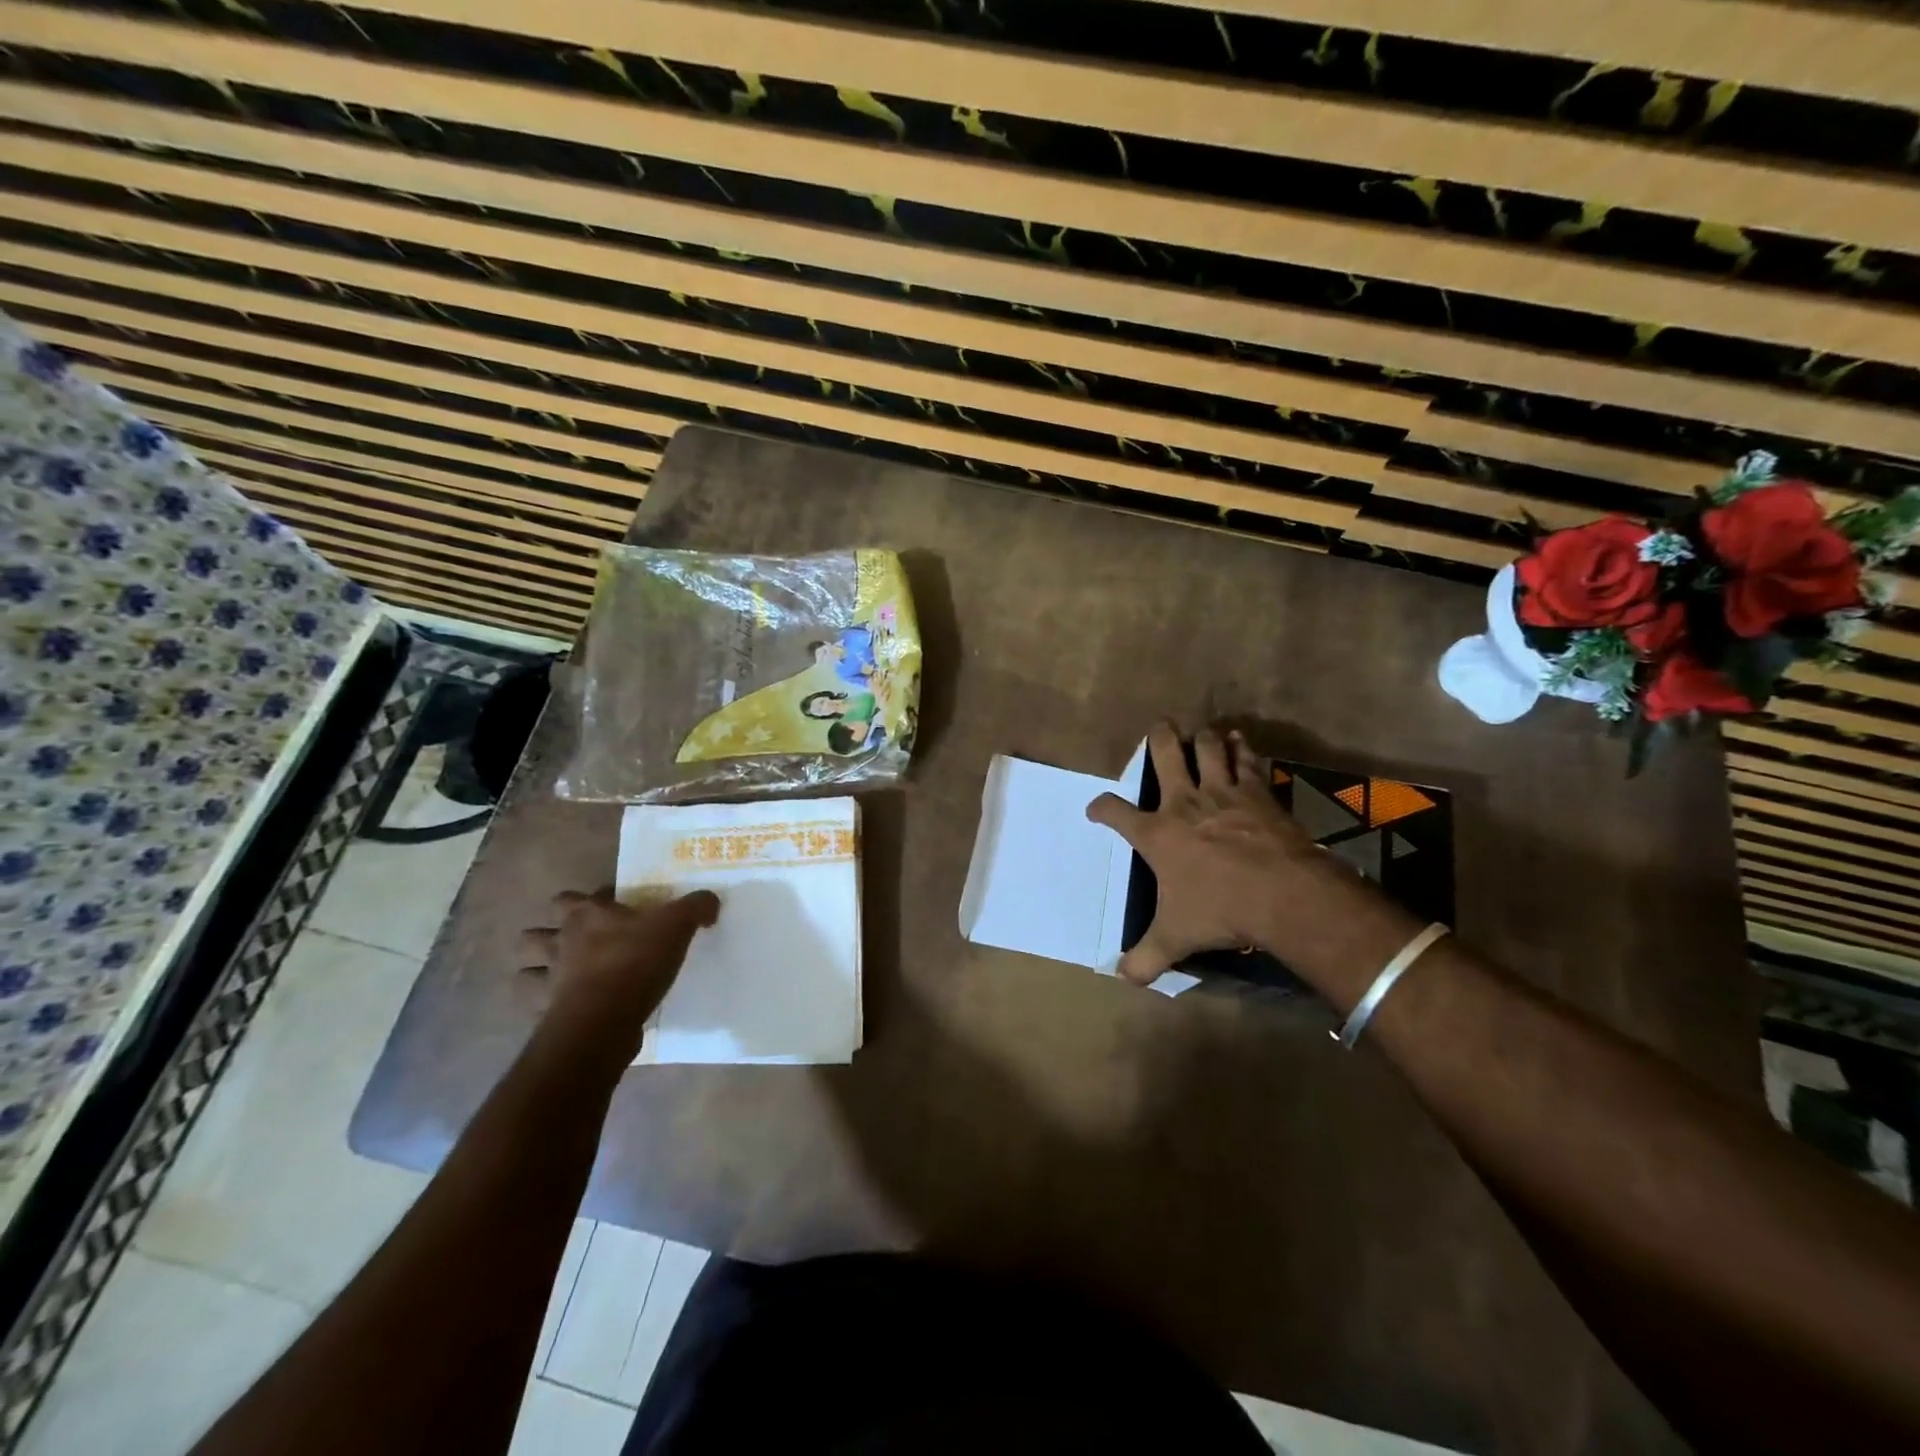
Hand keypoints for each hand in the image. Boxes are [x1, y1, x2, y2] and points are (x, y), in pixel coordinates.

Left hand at [520, 888, 719, 1040]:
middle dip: (548, 935)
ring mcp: (548, 979)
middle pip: (535, 933)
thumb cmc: (636, 961)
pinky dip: (543, 1004)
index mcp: (586, 914)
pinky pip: (533, 1006)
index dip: (590, 902)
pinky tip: (564, 1006)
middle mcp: (560, 941)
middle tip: (579, 942)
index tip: (614, 909)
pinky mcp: (545, 1013)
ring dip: (538, 969)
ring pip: (524, 968)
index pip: (571, 897)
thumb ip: (696, 906)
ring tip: (563, 974)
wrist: (605, 1019)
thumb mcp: (677, 925)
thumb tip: (709, 901)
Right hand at [1086, 723, 1324, 984]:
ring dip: (1202, 738)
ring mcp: (1223, 792)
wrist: (1282, 893)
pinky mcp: (1257, 793)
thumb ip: (1145, 957)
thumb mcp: (1176, 937)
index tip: (1096, 809)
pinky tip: (1240, 740)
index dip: (1101, 808)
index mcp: (1157, 834)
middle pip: (1165, 754)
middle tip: (1159, 728)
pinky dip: (1241, 748)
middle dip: (1158, 738)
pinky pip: (1246, 760)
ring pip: (1207, 748)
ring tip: (1200, 731)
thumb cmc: (1220, 910)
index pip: (1115, 812)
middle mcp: (1184, 803)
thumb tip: (1122, 977)